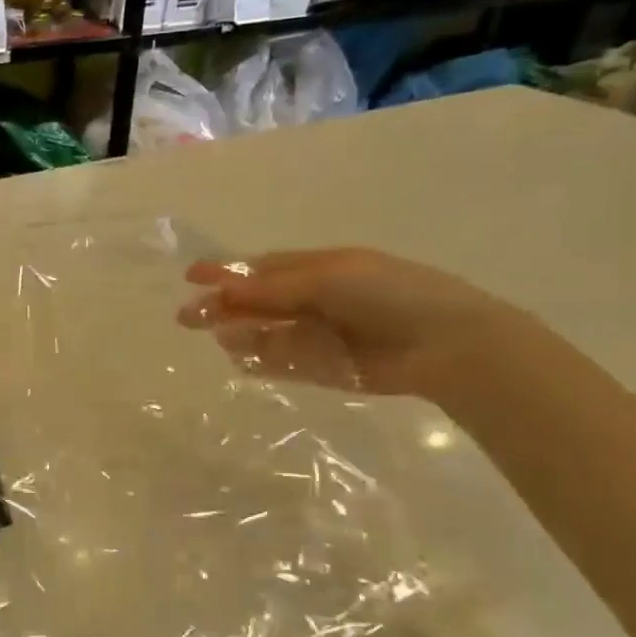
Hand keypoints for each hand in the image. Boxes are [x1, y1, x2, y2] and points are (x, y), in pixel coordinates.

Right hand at [176, 248, 537, 400]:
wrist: (448, 345)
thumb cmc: (390, 295)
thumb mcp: (329, 278)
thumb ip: (275, 286)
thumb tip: (223, 290)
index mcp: (321, 268)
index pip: (263, 269)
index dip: (227, 272)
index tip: (191, 276)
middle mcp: (317, 300)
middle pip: (259, 303)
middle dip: (224, 307)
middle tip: (187, 318)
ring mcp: (321, 335)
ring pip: (268, 334)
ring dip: (242, 335)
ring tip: (221, 340)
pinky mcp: (328, 368)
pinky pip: (286, 363)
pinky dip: (263, 362)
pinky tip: (241, 362)